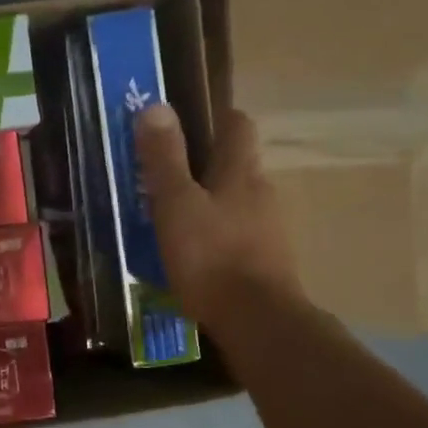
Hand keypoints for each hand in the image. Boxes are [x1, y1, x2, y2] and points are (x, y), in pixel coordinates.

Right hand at [136, 103, 302, 331]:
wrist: (257, 322)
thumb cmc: (211, 256)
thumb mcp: (175, 204)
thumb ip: (165, 158)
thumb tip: (156, 106)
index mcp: (240, 171)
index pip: (237, 125)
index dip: (214, 118)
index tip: (186, 125)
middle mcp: (263, 192)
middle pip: (237, 165)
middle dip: (206, 166)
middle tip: (167, 178)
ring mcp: (271, 229)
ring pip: (238, 202)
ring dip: (212, 204)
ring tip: (175, 220)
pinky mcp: (269, 262)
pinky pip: (241, 236)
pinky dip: (220, 236)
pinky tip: (197, 256)